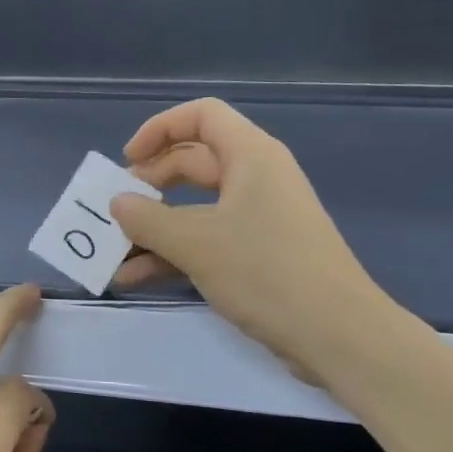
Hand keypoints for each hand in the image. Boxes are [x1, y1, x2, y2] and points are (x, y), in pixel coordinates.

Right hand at [109, 98, 398, 386]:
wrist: (338, 336)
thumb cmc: (266, 271)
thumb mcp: (195, 242)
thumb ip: (147, 219)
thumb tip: (117, 203)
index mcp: (250, 156)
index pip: (201, 116)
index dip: (160, 129)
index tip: (127, 162)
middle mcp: (255, 179)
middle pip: (192, 163)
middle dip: (149, 186)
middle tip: (116, 211)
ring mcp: (258, 219)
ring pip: (194, 209)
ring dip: (154, 229)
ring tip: (114, 253)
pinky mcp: (258, 255)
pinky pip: (206, 241)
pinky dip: (173, 255)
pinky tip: (136, 279)